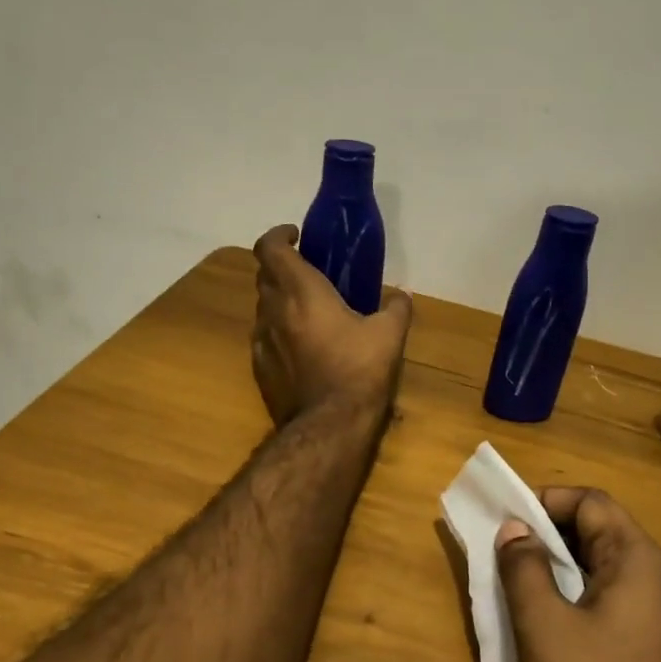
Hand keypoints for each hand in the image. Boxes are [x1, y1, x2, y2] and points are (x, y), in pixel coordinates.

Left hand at [252, 224, 411, 425]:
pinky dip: (279, 332)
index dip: (278, 235)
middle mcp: (273, 311)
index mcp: (301, 292)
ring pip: (263, 308)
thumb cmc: (358, 371)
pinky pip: (264, 338)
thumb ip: (395, 308)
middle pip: (264, 275)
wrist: (328, 426)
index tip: (296, 236)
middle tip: (309, 273)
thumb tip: (400, 296)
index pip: (270, 248)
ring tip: (309, 312)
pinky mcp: (260, 369)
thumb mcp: (389, 336)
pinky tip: (302, 348)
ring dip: (280, 301)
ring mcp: (261, 341)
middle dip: (282, 267)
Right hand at [495, 488, 660, 661]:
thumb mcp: (543, 624)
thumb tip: (516, 529)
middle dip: (550, 534)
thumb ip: (524, 567)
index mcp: (641, 563)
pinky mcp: (655, 657)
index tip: (506, 516)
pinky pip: (613, 607)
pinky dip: (577, 601)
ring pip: (605, 573)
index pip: (593, 504)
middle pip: (602, 534)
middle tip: (504, 548)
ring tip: (517, 583)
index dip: (547, 501)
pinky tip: (547, 626)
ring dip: (561, 569)